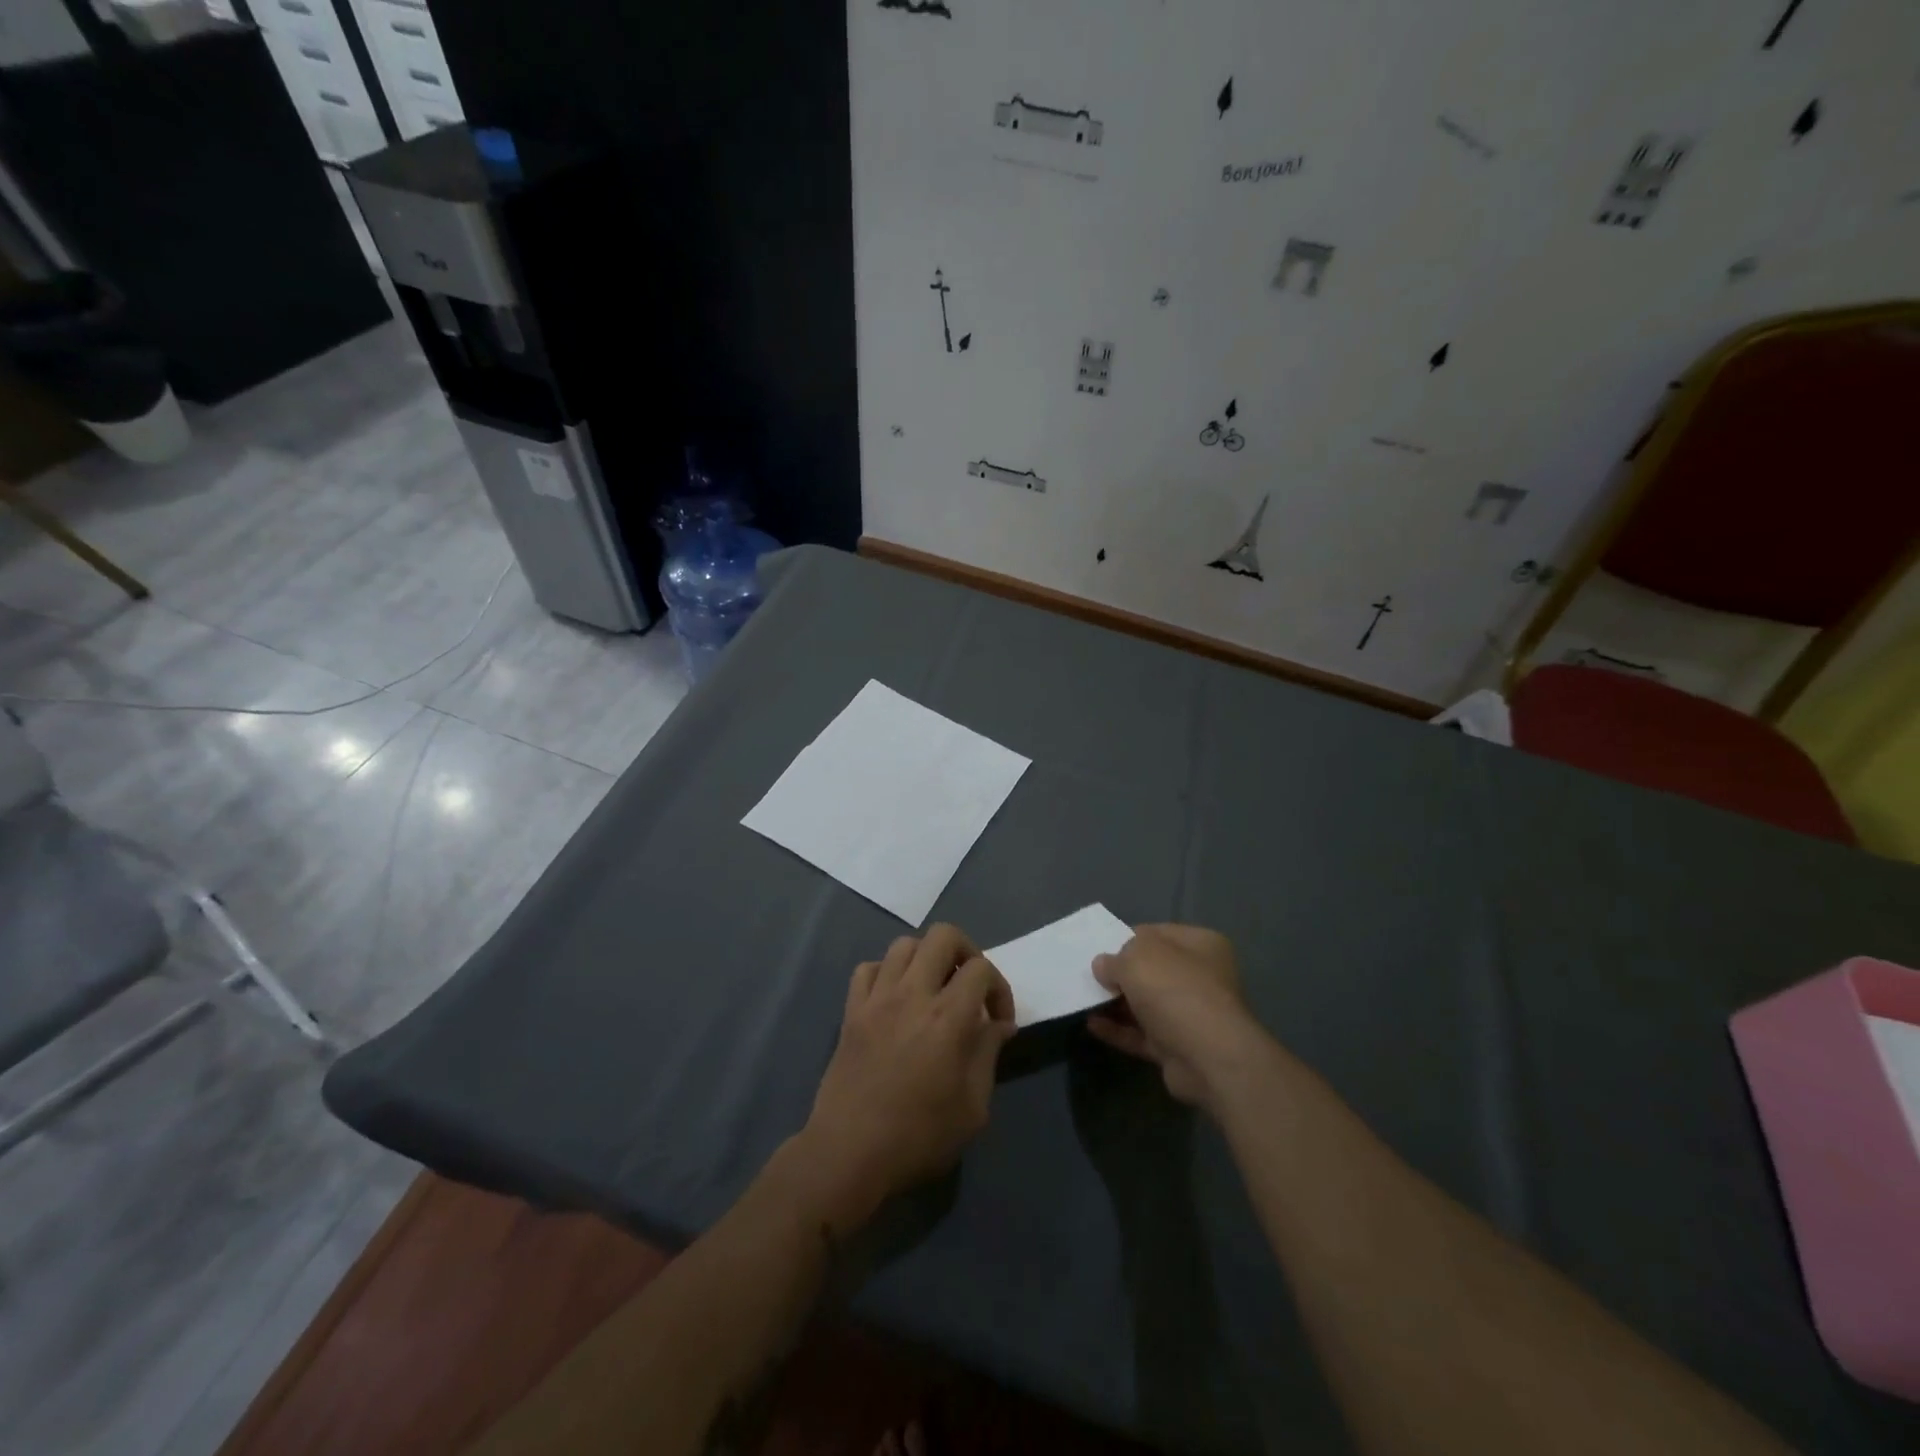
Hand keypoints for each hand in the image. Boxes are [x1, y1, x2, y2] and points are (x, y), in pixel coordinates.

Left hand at [797, 925, 1016, 1233]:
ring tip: (934, 989)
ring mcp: (877, 998)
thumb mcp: (972, 1108)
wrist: (849, 1153)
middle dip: (966, 953)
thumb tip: (1000, 1025)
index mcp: (947, 1017)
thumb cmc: (918, 1137)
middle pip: (943, 936)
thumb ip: (988, 1055)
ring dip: (926, 959)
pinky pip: (868, 968)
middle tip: (970, 987)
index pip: (981, 969)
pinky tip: (895, 998)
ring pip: (905, 944)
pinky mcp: (851, 1010)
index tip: (999, 1022)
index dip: (1000, 988)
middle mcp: (913, 994)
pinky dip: (887, 973)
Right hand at [1087, 924, 1265, 1110]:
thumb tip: (1103, 965)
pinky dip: (1119, 1030)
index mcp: (1200, 945)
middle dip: (1120, 973)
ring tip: (1083, 999)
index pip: (1157, 934)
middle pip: (1152, 970)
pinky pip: (1142, 1034)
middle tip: (1088, 975)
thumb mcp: (1137, 958)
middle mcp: (1200, 977)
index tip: (1099, 947)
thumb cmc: (1174, 989)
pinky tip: (1092, 1025)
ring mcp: (1191, 1015)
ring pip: (1146, 1004)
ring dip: (1116, 1003)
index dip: (1126, 938)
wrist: (1208, 1058)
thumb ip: (1115, 959)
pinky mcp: (1179, 1048)